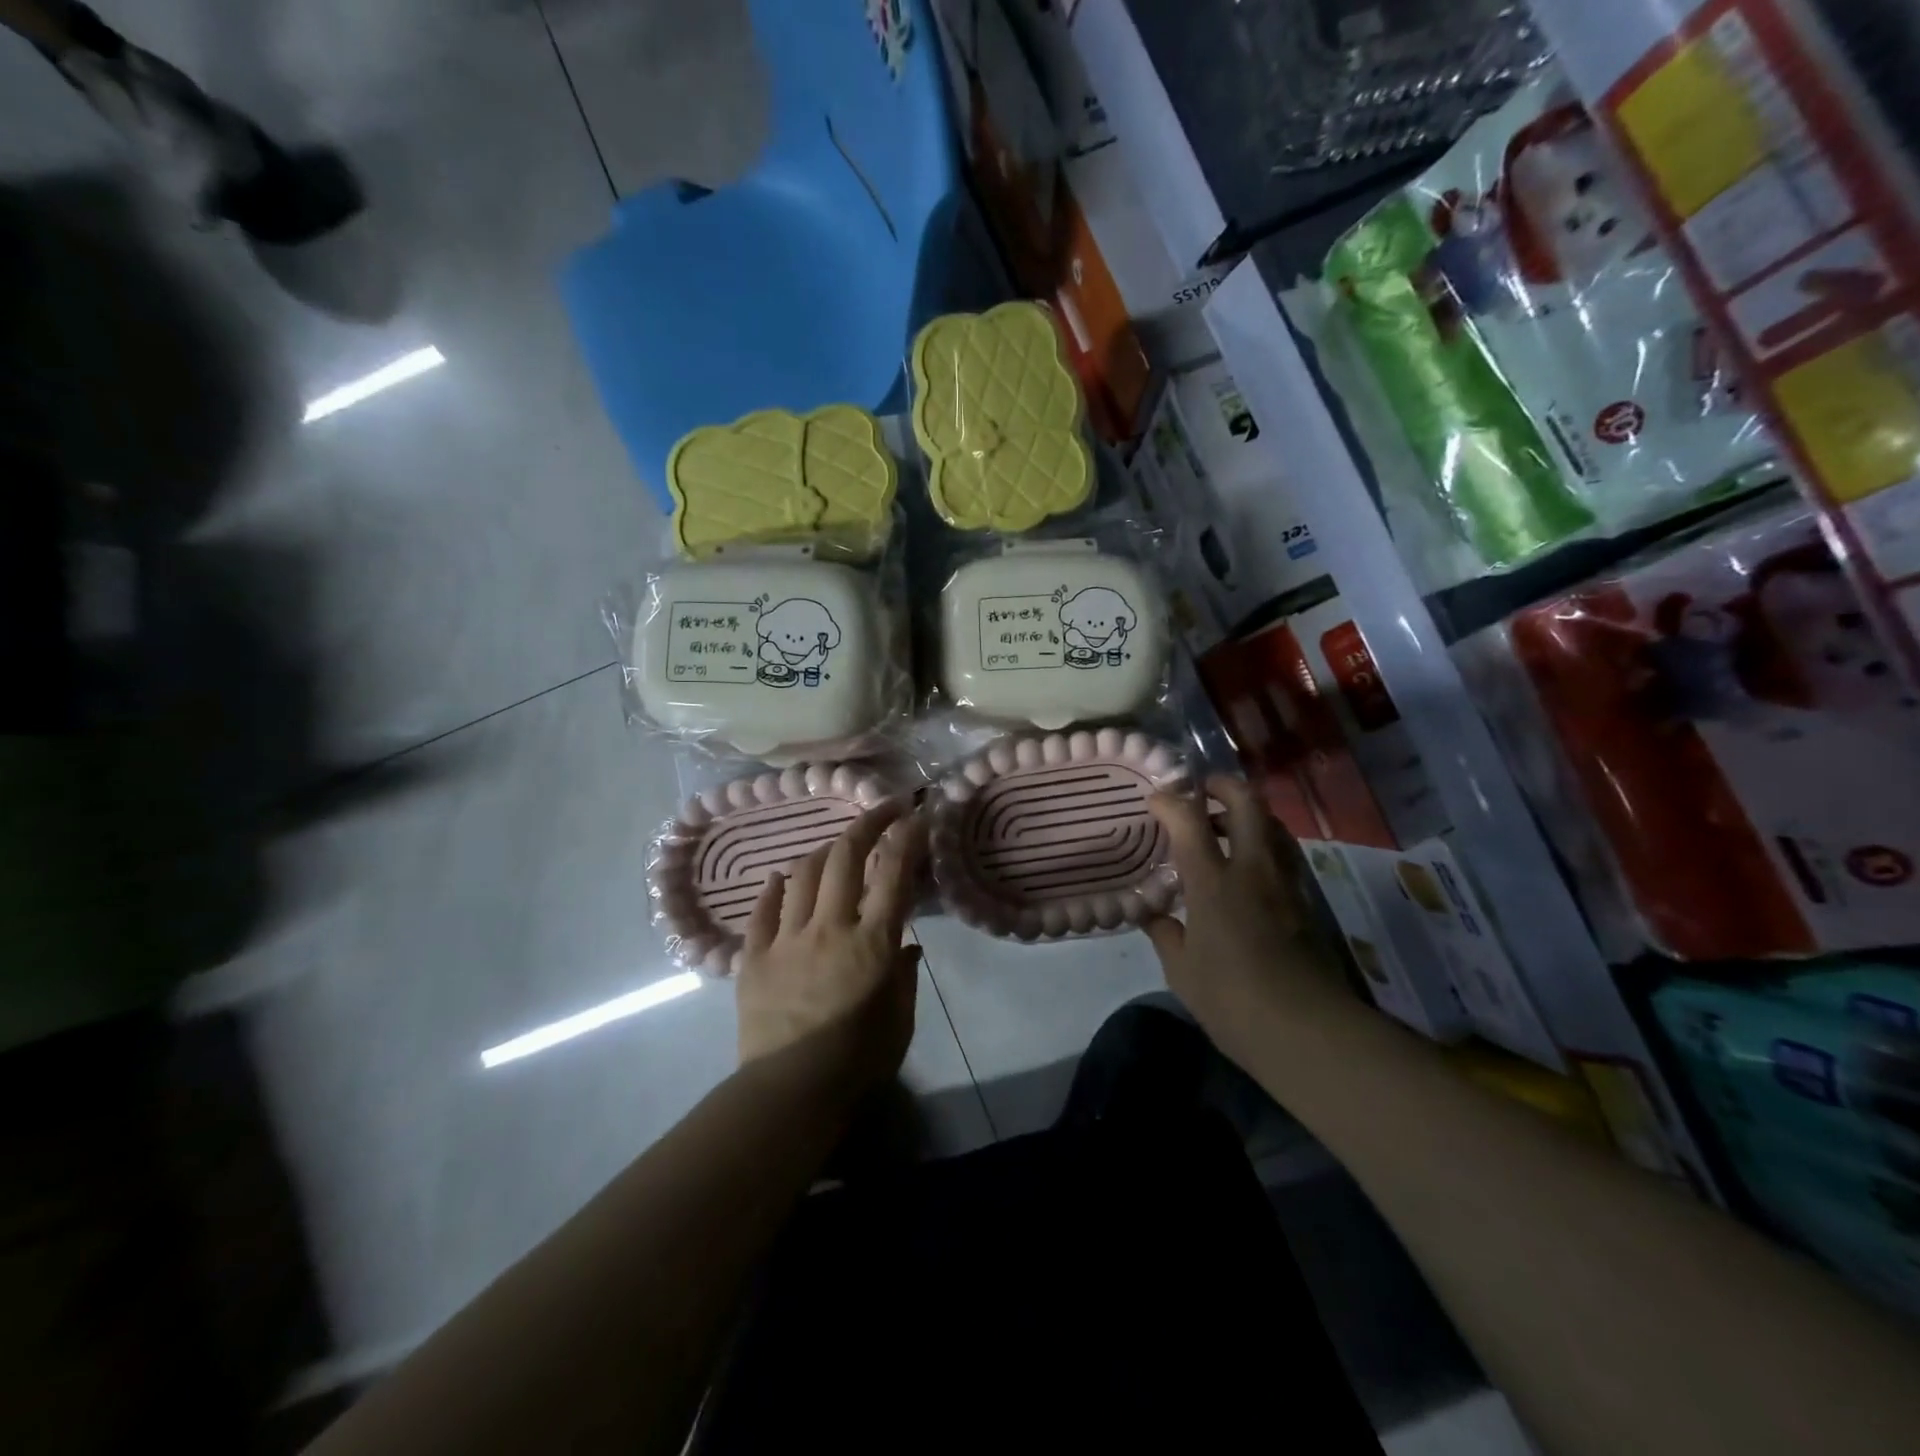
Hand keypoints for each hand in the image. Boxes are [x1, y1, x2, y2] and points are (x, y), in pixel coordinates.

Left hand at [735, 802, 927, 1093]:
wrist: (790, 1094)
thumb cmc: (859, 1061)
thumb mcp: (901, 1019)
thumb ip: (904, 974)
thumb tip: (905, 944)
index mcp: (872, 942)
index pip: (893, 872)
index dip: (907, 835)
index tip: (917, 813)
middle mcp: (829, 927)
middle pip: (845, 857)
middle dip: (866, 823)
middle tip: (883, 810)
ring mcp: (787, 938)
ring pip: (802, 874)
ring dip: (823, 852)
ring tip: (836, 849)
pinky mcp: (754, 957)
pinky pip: (763, 910)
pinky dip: (774, 888)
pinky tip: (780, 878)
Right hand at [1144, 776, 1343, 1064]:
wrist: (1306, 1029)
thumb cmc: (1231, 999)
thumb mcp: (1181, 971)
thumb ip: (1165, 933)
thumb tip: (1153, 914)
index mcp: (1213, 883)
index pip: (1189, 821)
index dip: (1169, 801)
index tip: (1153, 799)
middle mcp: (1252, 869)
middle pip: (1246, 802)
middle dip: (1221, 786)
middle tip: (1200, 792)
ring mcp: (1284, 882)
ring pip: (1272, 823)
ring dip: (1246, 813)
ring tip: (1221, 828)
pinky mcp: (1304, 900)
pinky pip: (1282, 852)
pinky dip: (1261, 843)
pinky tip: (1245, 869)